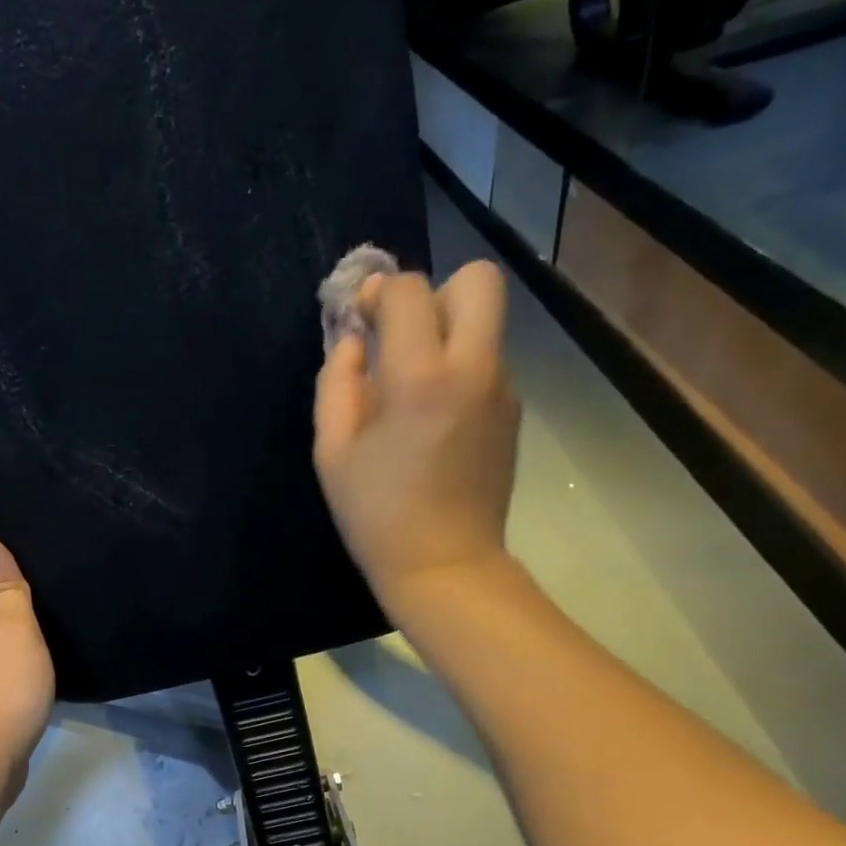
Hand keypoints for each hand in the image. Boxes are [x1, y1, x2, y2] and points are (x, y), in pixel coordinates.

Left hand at [0, 537, 55, 773]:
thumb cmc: (5, 684)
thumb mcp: (13, 625)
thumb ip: (3, 586)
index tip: (24, 572)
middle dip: (5, 613)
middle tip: (44, 604)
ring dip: (12, 648)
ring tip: (46, 641)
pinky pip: (3, 686)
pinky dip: (16, 679)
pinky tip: (36, 682)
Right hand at [312, 261, 518, 613]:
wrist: (445, 565)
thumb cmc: (377, 515)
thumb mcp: (332, 452)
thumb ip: (336, 383)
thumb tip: (352, 341)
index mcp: (421, 377)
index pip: (409, 290)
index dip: (378, 293)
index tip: (360, 318)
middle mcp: (474, 368)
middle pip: (476, 280)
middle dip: (433, 293)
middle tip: (401, 337)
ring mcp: (502, 389)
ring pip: (485, 323)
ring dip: (447, 334)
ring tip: (412, 387)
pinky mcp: (513, 413)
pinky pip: (487, 363)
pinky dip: (460, 369)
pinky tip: (433, 418)